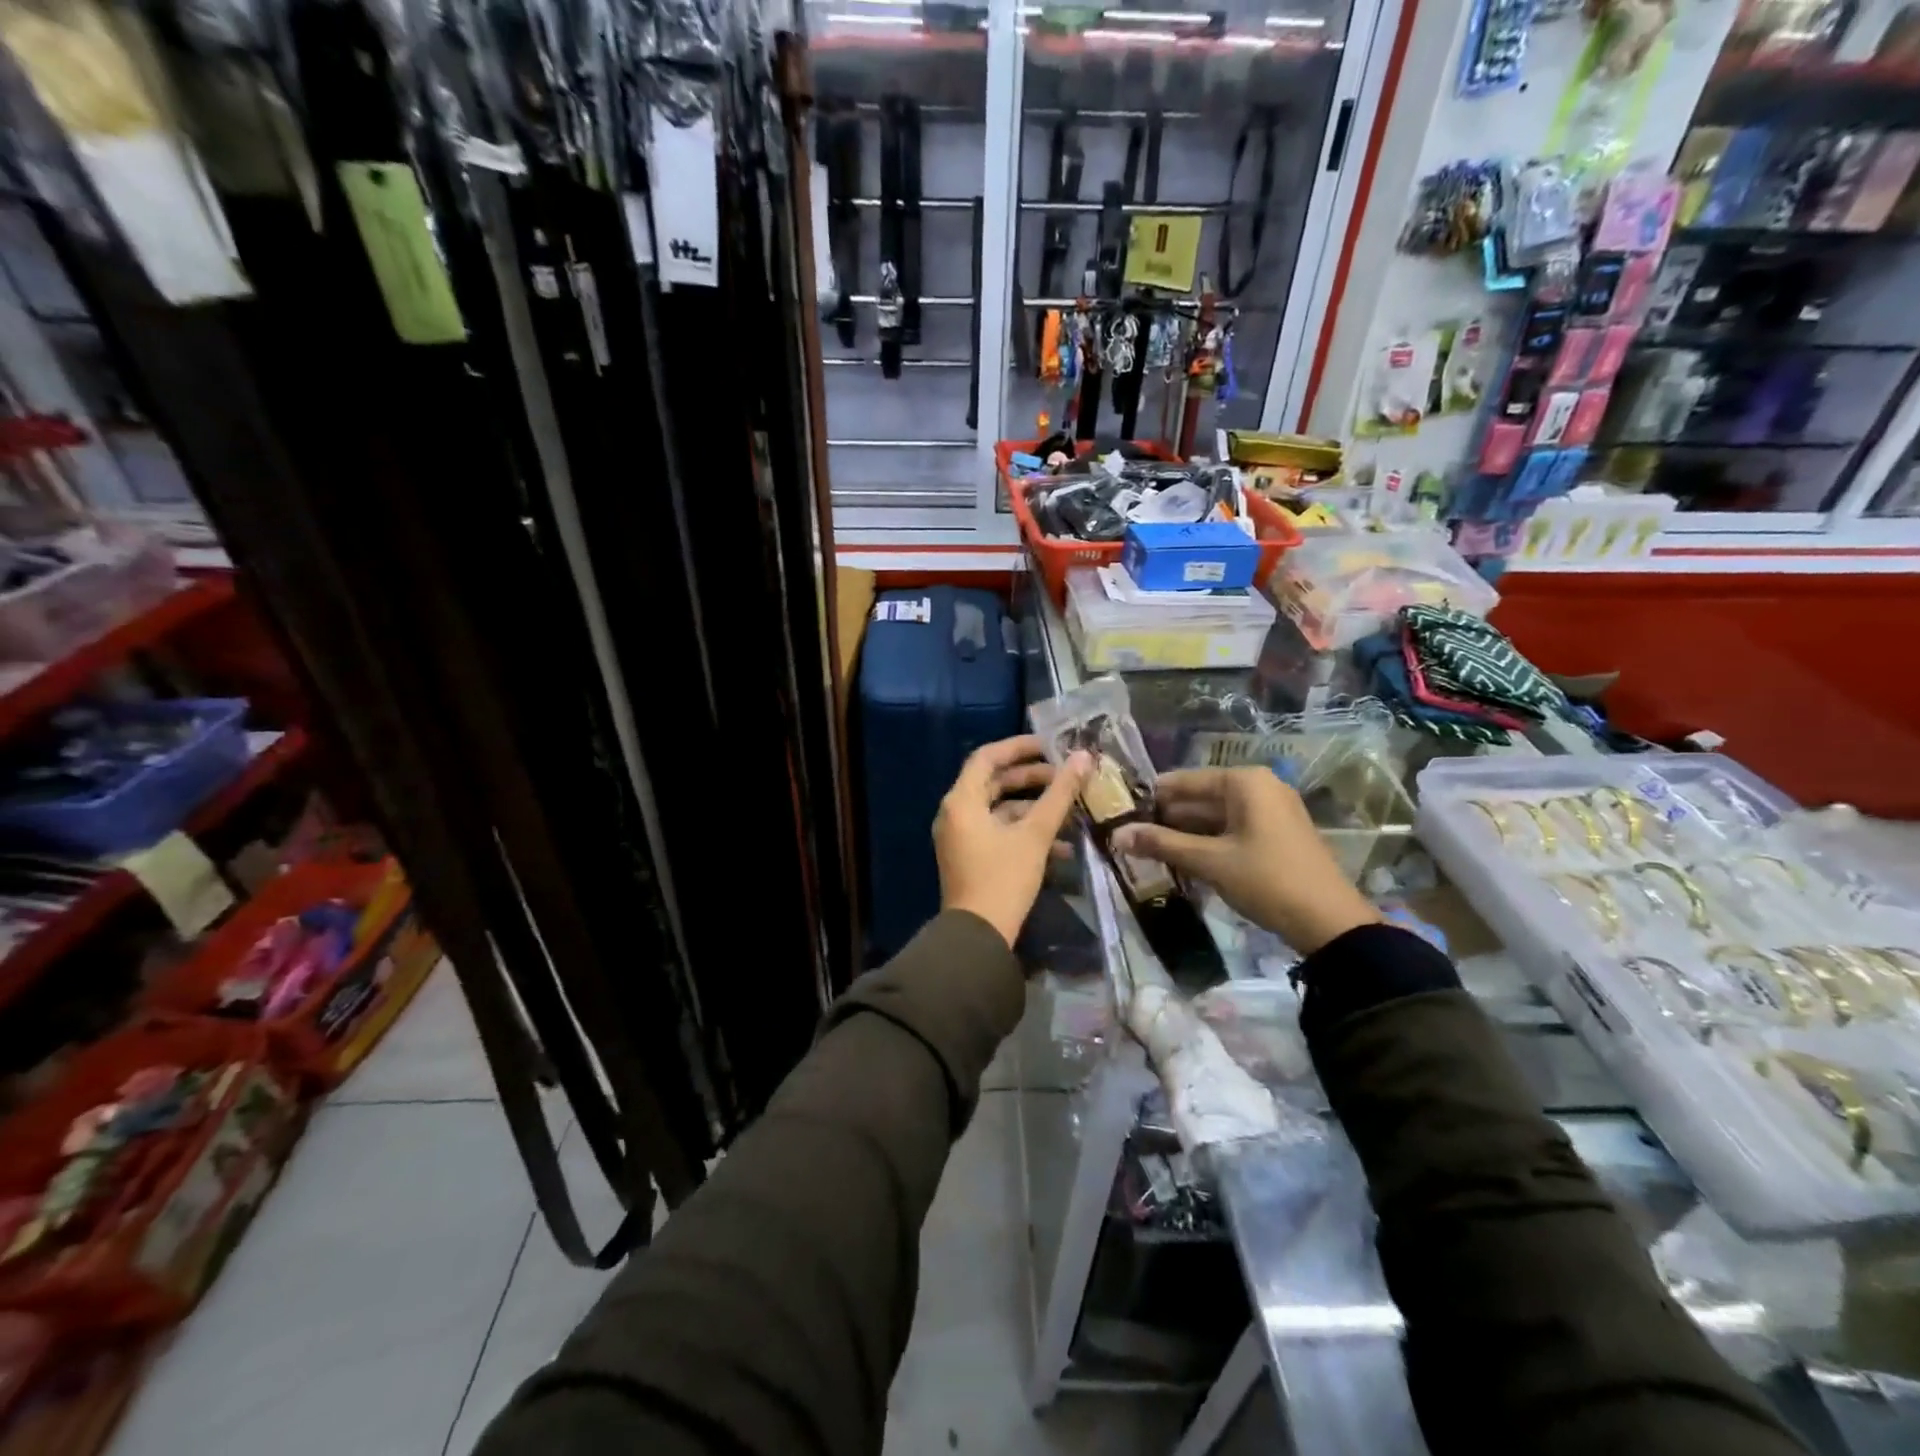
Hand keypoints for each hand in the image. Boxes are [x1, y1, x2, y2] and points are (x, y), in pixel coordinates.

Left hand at [935, 735, 1090, 947]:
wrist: (978, 936)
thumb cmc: (1003, 878)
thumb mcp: (1035, 834)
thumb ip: (1059, 794)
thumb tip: (1083, 757)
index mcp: (961, 801)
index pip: (987, 757)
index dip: (1018, 747)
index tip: (1050, 746)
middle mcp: (955, 814)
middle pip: (993, 783)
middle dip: (1031, 779)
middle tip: (1064, 777)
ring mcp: (960, 837)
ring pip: (999, 810)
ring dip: (1033, 808)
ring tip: (1070, 811)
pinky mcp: (970, 857)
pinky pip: (997, 832)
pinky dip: (1024, 832)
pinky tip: (1061, 846)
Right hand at [1111, 767, 1377, 954]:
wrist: (1329, 922)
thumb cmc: (1266, 880)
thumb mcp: (1209, 861)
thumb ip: (1162, 844)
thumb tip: (1117, 835)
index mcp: (1244, 782)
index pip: (1184, 781)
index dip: (1151, 798)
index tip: (1119, 813)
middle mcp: (1259, 787)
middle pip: (1200, 797)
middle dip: (1166, 818)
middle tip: (1130, 836)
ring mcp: (1271, 811)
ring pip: (1215, 816)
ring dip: (1184, 834)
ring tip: (1148, 850)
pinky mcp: (1276, 835)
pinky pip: (1232, 830)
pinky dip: (1207, 843)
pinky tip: (1182, 861)